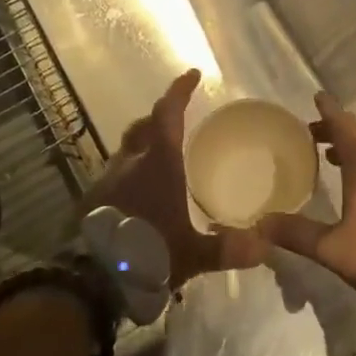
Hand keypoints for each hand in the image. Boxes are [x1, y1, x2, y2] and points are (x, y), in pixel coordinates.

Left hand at [83, 69, 267, 289]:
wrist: (90, 281)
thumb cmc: (147, 254)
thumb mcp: (192, 254)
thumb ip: (226, 249)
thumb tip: (264, 247)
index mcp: (157, 164)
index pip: (168, 114)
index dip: (179, 92)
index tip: (192, 74)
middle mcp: (130, 163)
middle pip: (143, 128)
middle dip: (159, 119)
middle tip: (176, 120)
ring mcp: (106, 180)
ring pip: (126, 150)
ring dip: (143, 147)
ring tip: (160, 158)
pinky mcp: (92, 200)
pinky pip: (114, 174)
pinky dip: (129, 172)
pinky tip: (139, 193)